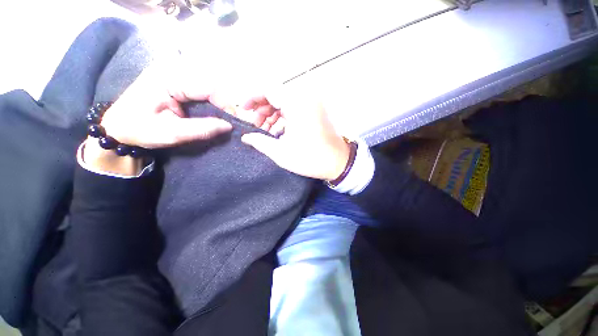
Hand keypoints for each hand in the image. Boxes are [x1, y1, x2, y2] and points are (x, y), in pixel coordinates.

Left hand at [100, 68, 232, 148]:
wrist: (118, 127)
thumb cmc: (140, 130)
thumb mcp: (171, 133)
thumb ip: (202, 129)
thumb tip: (229, 126)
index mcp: (166, 78)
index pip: (208, 86)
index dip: (225, 103)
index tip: (233, 120)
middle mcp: (171, 68)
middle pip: (210, 81)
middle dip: (224, 101)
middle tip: (228, 119)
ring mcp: (172, 71)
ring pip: (208, 82)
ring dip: (219, 99)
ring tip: (222, 115)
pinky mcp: (175, 77)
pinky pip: (201, 85)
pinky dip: (211, 98)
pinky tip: (212, 109)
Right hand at [241, 98, 349, 180]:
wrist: (339, 162)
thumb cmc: (311, 158)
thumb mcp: (282, 153)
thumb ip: (260, 142)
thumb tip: (246, 137)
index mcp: (297, 104)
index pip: (269, 90)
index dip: (253, 98)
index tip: (244, 110)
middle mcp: (306, 99)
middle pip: (277, 96)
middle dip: (262, 110)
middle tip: (255, 126)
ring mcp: (312, 105)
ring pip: (285, 103)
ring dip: (272, 115)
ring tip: (265, 131)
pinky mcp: (315, 112)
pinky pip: (295, 109)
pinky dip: (284, 118)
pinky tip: (278, 132)